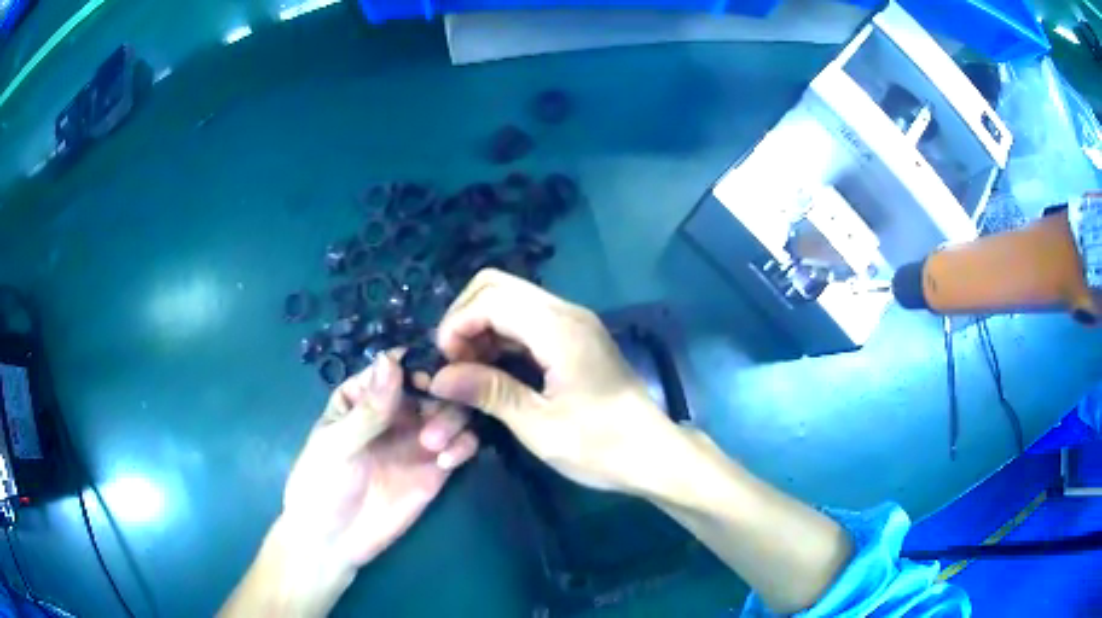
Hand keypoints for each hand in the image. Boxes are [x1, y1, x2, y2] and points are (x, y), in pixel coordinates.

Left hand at [282, 350, 478, 568]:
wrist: (334, 540)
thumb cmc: (322, 484)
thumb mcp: (338, 444)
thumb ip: (369, 409)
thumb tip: (391, 358)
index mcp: (362, 397)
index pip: (395, 367)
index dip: (416, 365)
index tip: (428, 378)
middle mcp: (395, 412)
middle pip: (431, 385)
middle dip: (440, 394)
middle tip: (434, 416)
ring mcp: (417, 440)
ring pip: (452, 411)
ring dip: (452, 419)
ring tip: (434, 445)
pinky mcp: (435, 469)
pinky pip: (461, 445)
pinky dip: (463, 445)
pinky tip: (447, 461)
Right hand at [428, 269, 678, 494]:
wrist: (653, 453)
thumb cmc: (600, 445)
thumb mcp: (539, 426)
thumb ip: (489, 392)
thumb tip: (438, 378)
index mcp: (559, 329)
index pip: (490, 298)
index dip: (456, 325)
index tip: (445, 367)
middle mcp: (566, 312)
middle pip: (497, 285)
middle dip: (464, 318)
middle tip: (455, 363)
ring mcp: (573, 322)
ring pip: (510, 299)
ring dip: (481, 326)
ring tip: (469, 371)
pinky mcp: (576, 336)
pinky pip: (526, 318)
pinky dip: (500, 335)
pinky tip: (493, 369)